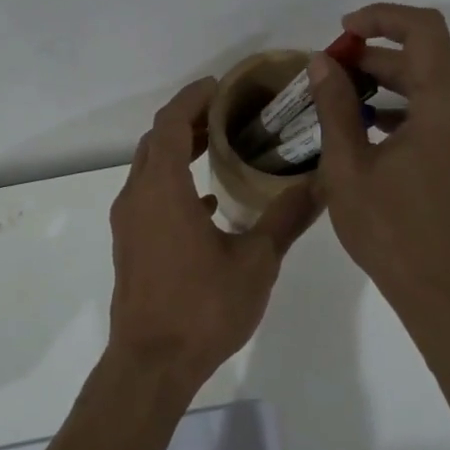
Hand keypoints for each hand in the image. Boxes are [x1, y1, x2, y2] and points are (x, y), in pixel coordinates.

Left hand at [108, 77, 321, 389]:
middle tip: (226, 111)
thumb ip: (286, 219)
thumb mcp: (255, 262)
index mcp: (163, 190)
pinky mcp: (130, 245)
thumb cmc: (202, 308)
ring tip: (218, 145)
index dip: (192, 98)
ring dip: (176, 151)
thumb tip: (321, 183)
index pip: (169, 123)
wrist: (151, 364)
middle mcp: (137, 197)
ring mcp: (128, 222)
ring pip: (148, 169)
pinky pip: (149, 197)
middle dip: (186, 120)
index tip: (219, 86)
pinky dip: (173, 184)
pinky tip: (207, 201)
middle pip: (155, 141)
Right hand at [308, 3, 449, 324]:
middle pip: (425, 61)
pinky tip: (368, 129)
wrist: (444, 292)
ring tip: (341, 98)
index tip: (344, 31)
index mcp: (447, 109)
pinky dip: (404, 112)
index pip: (424, 31)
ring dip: (387, 86)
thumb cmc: (391, 231)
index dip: (383, 18)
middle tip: (329, 69)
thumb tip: (322, 63)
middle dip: (375, 57)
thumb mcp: (349, 168)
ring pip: (431, 91)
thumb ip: (336, 108)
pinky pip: (439, 118)